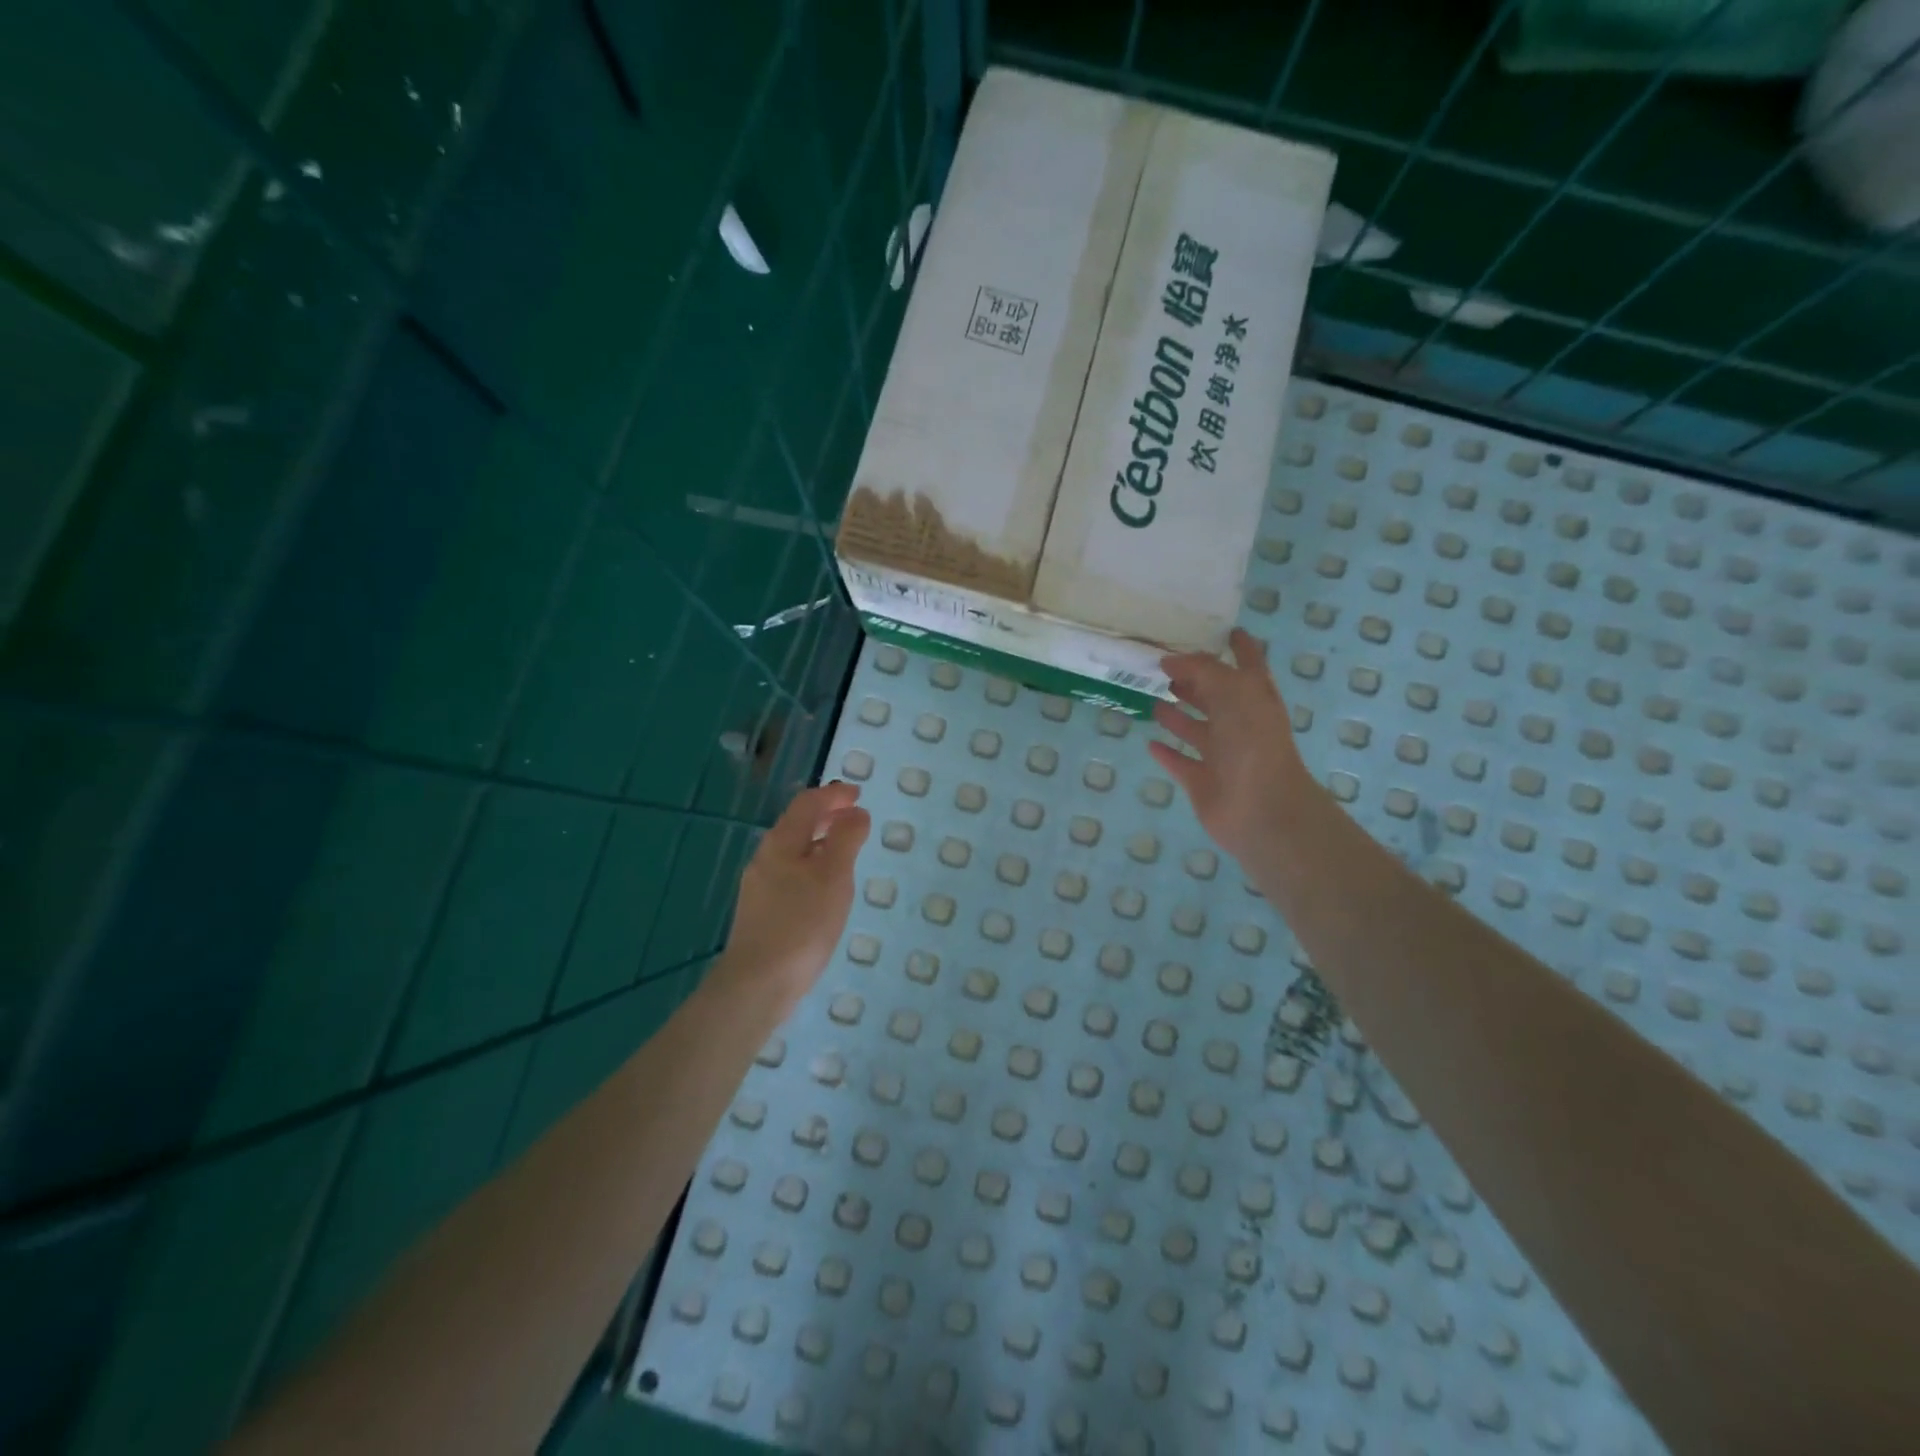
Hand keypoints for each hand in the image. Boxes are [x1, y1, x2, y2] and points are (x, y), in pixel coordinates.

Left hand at [717, 782, 870, 1014]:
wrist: (759, 983)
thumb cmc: (802, 924)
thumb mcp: (833, 876)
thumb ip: (845, 839)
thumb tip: (855, 813)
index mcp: (781, 843)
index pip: (807, 804)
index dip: (833, 795)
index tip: (858, 794)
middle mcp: (765, 858)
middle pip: (796, 825)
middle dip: (826, 815)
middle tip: (854, 816)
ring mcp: (760, 886)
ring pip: (793, 851)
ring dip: (820, 841)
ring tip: (845, 849)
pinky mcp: (762, 911)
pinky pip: (791, 874)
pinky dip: (812, 865)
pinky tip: (825, 887)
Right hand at [1149, 628, 1322, 867]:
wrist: (1261, 808)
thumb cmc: (1252, 741)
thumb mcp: (1231, 690)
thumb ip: (1201, 669)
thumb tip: (1170, 660)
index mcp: (1254, 697)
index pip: (1248, 662)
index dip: (1238, 645)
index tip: (1221, 629)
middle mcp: (1240, 723)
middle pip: (1215, 696)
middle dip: (1194, 680)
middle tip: (1160, 665)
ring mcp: (1221, 754)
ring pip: (1196, 729)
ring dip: (1176, 715)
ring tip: (1150, 697)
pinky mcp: (1202, 781)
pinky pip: (1181, 763)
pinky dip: (1167, 753)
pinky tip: (1149, 743)